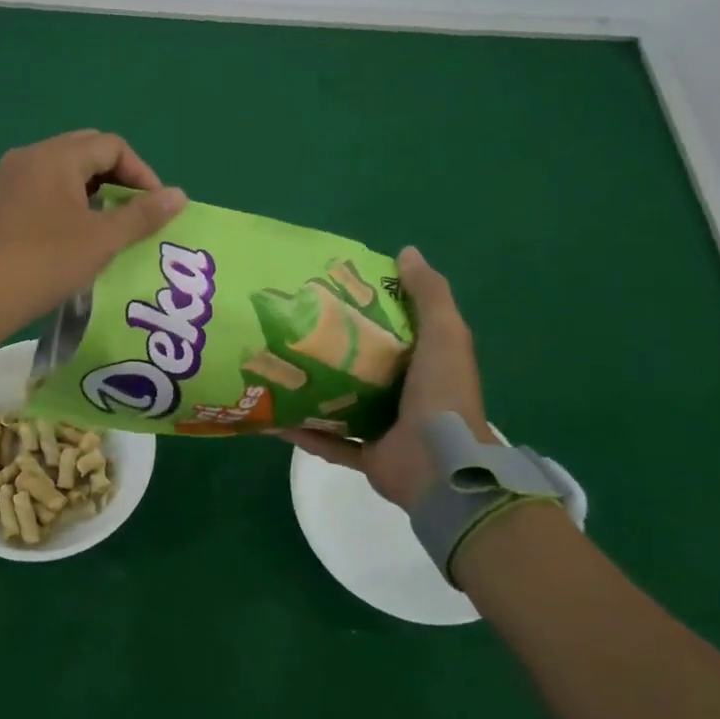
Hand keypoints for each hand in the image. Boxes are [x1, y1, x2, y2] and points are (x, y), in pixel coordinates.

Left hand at [0, 130, 187, 347]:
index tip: (155, 207)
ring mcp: (10, 177)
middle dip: (118, 176)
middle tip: (134, 211)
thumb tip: (180, 194)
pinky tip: (76, 230)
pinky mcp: (0, 200)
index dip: (141, 173)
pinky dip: (68, 198)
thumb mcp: (102, 240)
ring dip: (94, 188)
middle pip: (87, 150)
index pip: (112, 145)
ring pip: (64, 168)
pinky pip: (44, 184)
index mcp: (55, 156)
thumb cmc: (45, 263)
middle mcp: (30, 156)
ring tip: (109, 223)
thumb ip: (143, 214)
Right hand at [280, 246, 494, 508]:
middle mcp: (404, 394)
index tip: (331, 290)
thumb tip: (407, 251)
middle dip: (330, 349)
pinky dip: (303, 432)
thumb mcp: (445, 334)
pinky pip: (327, 442)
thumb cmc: (442, 393)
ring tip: (276, 367)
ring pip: (341, 404)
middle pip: (361, 366)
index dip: (365, 309)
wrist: (442, 467)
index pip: (392, 330)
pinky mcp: (366, 455)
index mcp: (423, 364)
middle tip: (292, 326)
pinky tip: (274, 417)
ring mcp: (384, 428)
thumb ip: (429, 294)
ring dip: (313, 390)